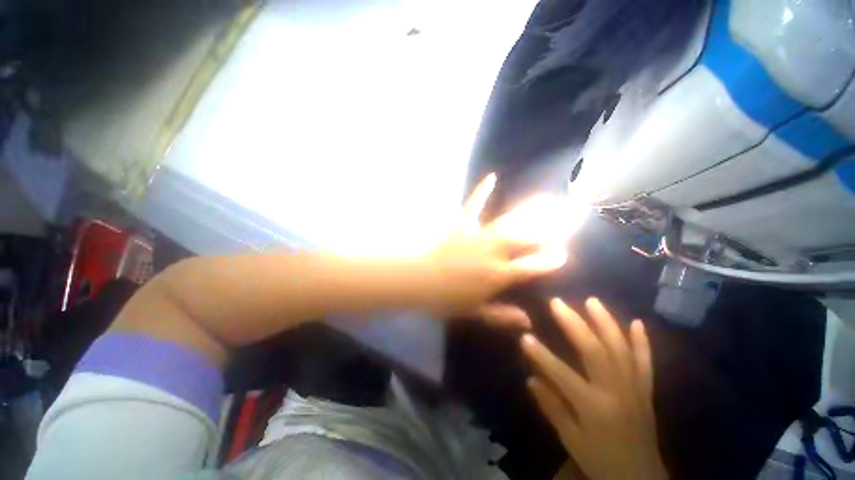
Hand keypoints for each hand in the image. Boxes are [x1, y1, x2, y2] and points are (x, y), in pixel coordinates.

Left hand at [425, 173, 567, 326]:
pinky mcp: (462, 223)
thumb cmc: (443, 297)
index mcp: (498, 275)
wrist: (417, 277)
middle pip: (527, 238)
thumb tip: (528, 322)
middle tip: (569, 217)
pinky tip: (492, 176)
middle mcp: (494, 252)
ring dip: (531, 211)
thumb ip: (500, 316)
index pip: (532, 266)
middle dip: (550, 229)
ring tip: (549, 200)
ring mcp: (478, 234)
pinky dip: (483, 190)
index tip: (563, 253)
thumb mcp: (472, 311)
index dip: (550, 260)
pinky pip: (474, 204)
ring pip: (510, 222)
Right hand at [522, 298, 666, 479]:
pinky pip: (645, 362)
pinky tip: (637, 323)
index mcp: (594, 407)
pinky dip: (642, 342)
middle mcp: (616, 390)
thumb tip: (531, 379)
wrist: (642, 479)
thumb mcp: (571, 440)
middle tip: (557, 302)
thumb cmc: (601, 461)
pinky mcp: (646, 390)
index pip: (561, 374)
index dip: (541, 355)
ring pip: (620, 348)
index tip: (524, 336)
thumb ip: (552, 408)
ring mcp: (634, 387)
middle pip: (594, 350)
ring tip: (592, 301)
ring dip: (606, 322)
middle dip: (573, 324)